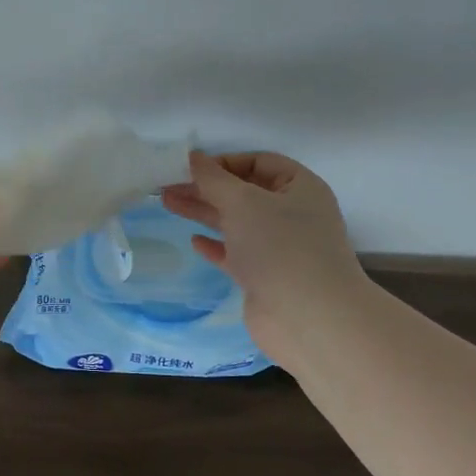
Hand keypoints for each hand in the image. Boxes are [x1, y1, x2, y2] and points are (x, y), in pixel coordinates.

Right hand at [160, 151, 364, 359]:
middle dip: (206, 187)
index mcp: (300, 188)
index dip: (224, 162)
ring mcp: (280, 248)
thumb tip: (193, 157)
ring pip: (236, 222)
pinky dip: (216, 245)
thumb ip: (213, 179)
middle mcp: (293, 215)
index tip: (189, 168)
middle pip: (243, 192)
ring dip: (204, 212)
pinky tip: (194, 241)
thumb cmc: (279, 247)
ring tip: (168, 202)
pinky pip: (236, 254)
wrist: (308, 318)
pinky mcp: (265, 277)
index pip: (259, 162)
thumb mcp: (243, 202)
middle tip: (167, 185)